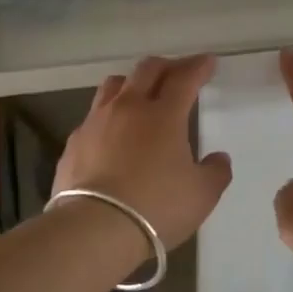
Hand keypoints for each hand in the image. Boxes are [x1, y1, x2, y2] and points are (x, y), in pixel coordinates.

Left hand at [54, 55, 233, 252]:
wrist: (95, 228)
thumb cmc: (157, 208)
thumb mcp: (202, 195)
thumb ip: (215, 172)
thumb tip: (218, 158)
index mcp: (163, 115)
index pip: (184, 78)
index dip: (198, 67)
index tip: (208, 63)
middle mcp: (128, 108)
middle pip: (147, 70)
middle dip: (167, 66)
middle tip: (178, 72)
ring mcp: (96, 123)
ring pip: (113, 85)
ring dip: (132, 83)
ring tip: (141, 94)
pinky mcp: (74, 143)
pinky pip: (94, 116)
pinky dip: (109, 116)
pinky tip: (113, 134)